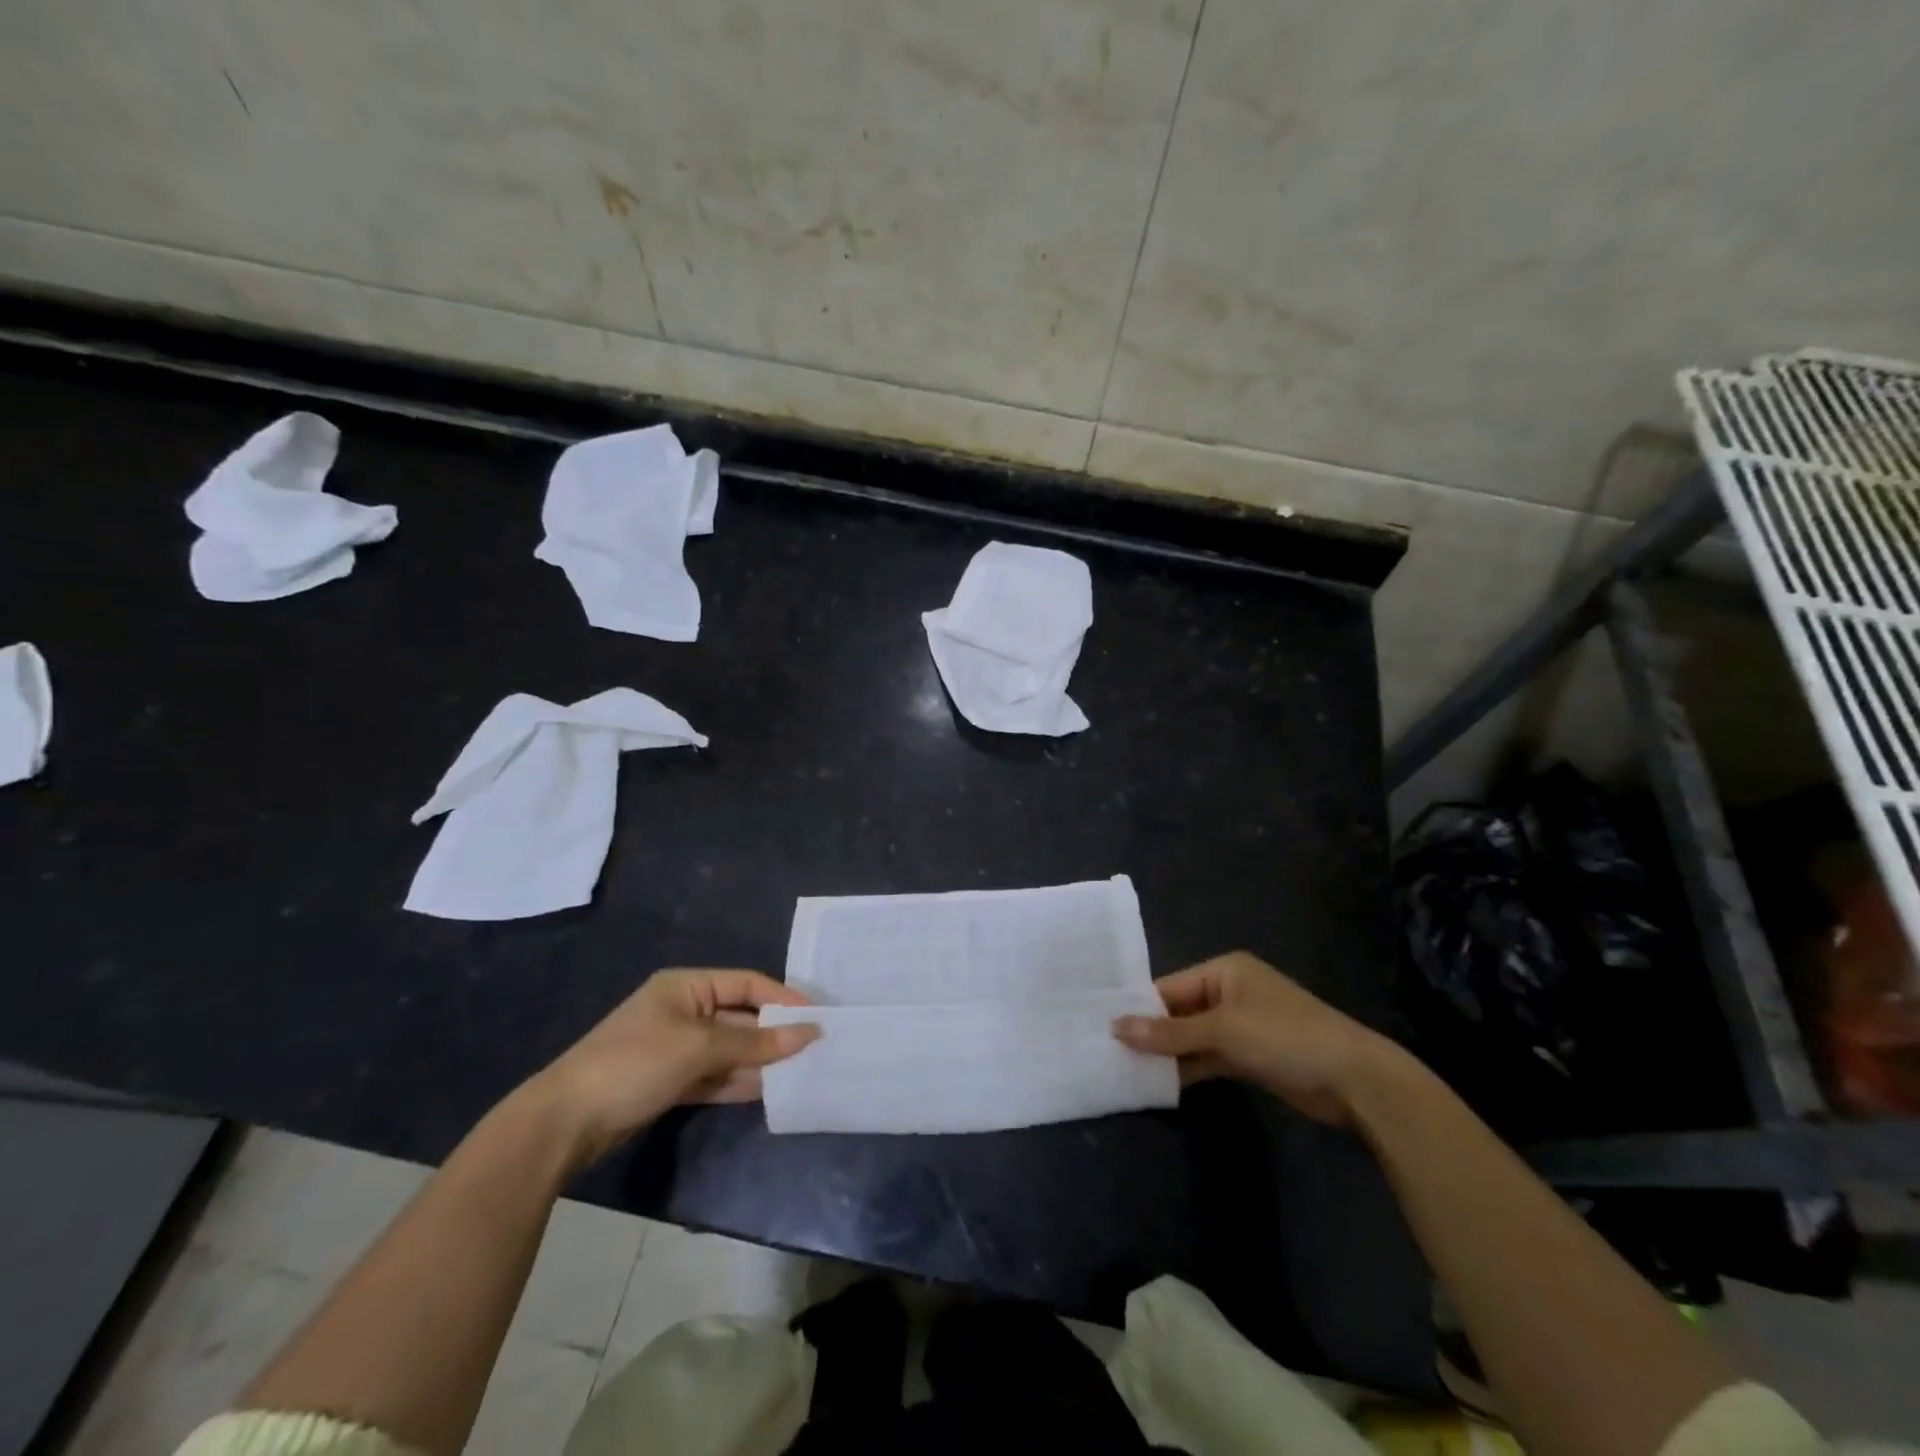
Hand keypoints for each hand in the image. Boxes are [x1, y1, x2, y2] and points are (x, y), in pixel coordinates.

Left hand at [529, 969, 820, 1164]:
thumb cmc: (635, 1063)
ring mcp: (675, 1048)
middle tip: (814, 1051)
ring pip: (729, 1050)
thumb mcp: (700, 1048)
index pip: (747, 983)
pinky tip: (768, 1091)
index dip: (782, 999)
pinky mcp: (668, 1081)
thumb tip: (810, 1033)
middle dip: (773, 1035)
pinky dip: (738, 1082)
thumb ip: (756, 1043)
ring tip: (799, 1073)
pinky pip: (714, 1076)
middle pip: (740, 1018)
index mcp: (687, 986)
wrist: (565, 1122)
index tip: (816, 1018)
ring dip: (759, 1062)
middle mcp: (683, 1011)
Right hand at [1113, 951, 1399, 1125]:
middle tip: (1109, 1052)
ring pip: (1193, 1038)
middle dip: (1151, 1033)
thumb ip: (1169, 1033)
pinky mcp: (1250, 1056)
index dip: (1139, 1008)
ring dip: (1168, 1054)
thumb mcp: (1223, 1031)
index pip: (1170, 987)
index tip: (1103, 1027)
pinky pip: (1209, 1057)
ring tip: (1125, 1070)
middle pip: (1179, 1012)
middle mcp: (1230, 992)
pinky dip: (1189, 1069)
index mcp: (1224, 971)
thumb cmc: (1284, 1037)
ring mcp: (1241, 1026)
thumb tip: (1115, 1027)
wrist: (1354, 1080)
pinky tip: (1160, 1084)